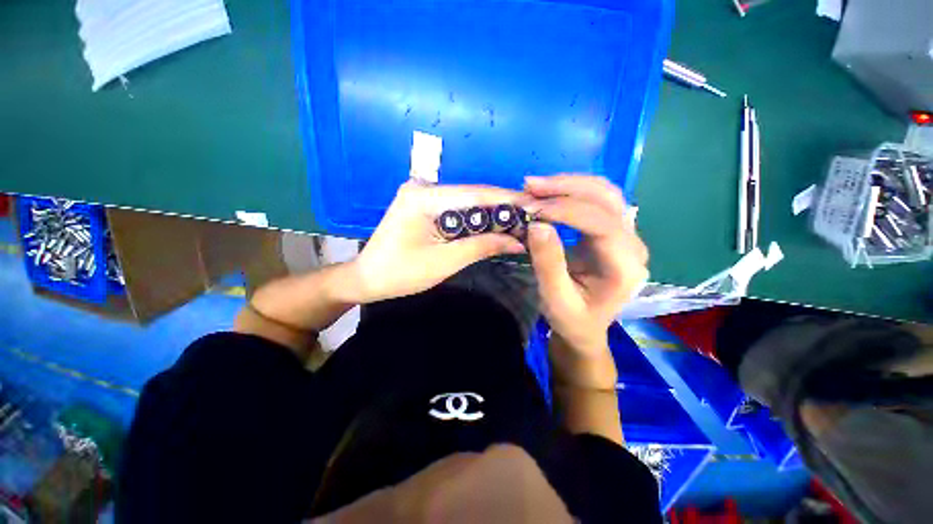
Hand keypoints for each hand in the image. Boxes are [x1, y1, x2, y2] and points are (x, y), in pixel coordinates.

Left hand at [351, 180, 526, 302]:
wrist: (368, 278)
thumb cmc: (401, 273)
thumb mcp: (445, 262)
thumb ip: (482, 246)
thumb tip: (518, 241)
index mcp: (425, 197)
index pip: (475, 194)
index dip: (507, 200)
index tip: (535, 206)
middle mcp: (424, 188)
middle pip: (472, 196)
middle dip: (502, 208)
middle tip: (530, 218)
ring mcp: (423, 195)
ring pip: (466, 203)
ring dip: (491, 215)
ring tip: (518, 224)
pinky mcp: (424, 206)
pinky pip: (456, 210)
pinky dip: (475, 220)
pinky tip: (493, 226)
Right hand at [524, 175, 648, 355]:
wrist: (585, 327)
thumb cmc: (571, 319)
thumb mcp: (555, 298)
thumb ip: (548, 263)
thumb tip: (537, 224)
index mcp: (625, 266)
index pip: (601, 223)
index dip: (565, 210)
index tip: (531, 208)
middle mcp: (633, 245)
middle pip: (607, 199)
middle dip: (566, 187)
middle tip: (529, 186)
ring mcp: (626, 235)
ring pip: (604, 193)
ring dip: (569, 184)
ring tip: (535, 185)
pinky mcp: (613, 231)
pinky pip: (597, 200)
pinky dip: (572, 191)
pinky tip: (550, 192)